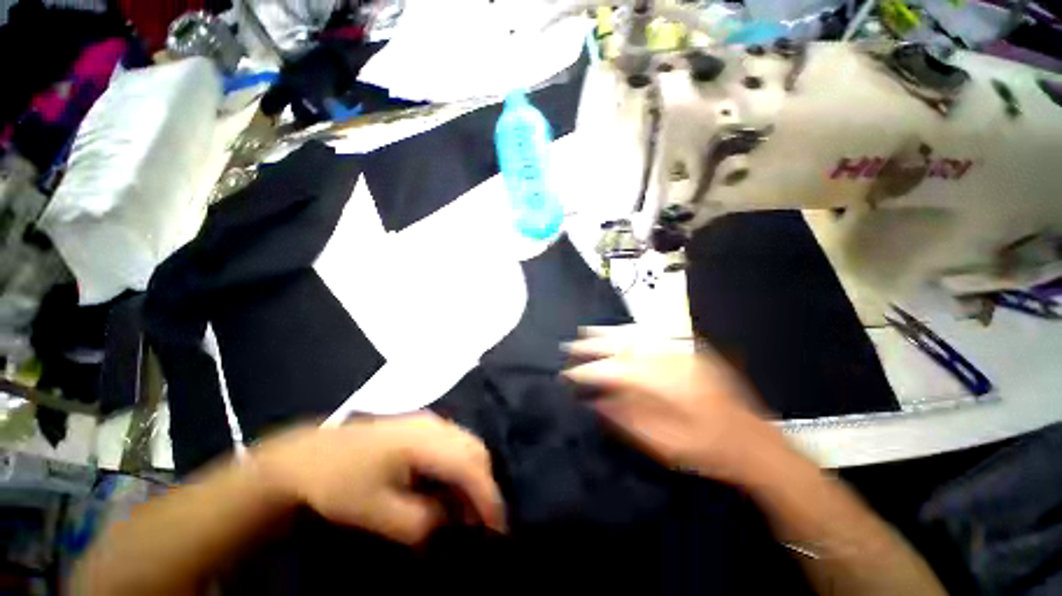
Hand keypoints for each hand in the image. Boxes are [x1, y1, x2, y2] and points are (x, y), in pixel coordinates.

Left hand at [255, 413, 505, 544]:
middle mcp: (434, 424)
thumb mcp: (376, 513)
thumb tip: (451, 520)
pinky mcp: (422, 424)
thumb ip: (421, 520)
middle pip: (476, 449)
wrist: (310, 455)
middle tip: (482, 522)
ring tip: (467, 508)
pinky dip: (461, 465)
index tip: (497, 529)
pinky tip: (450, 486)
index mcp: (423, 441)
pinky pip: (455, 442)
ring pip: (468, 443)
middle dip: (485, 485)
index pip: (469, 465)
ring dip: (474, 475)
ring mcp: (429, 420)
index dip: (488, 496)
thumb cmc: (340, 484)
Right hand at [564, 332, 788, 484]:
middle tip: (570, 345)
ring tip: (586, 332)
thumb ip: (627, 418)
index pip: (616, 371)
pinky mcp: (689, 350)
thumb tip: (596, 400)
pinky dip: (630, 332)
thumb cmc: (707, 450)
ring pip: (636, 335)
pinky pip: (652, 335)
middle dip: (593, 345)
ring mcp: (681, 352)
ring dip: (608, 333)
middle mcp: (671, 361)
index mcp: (664, 385)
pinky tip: (618, 331)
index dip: (589, 370)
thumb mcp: (664, 444)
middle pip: (624, 346)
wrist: (753, 442)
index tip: (568, 373)